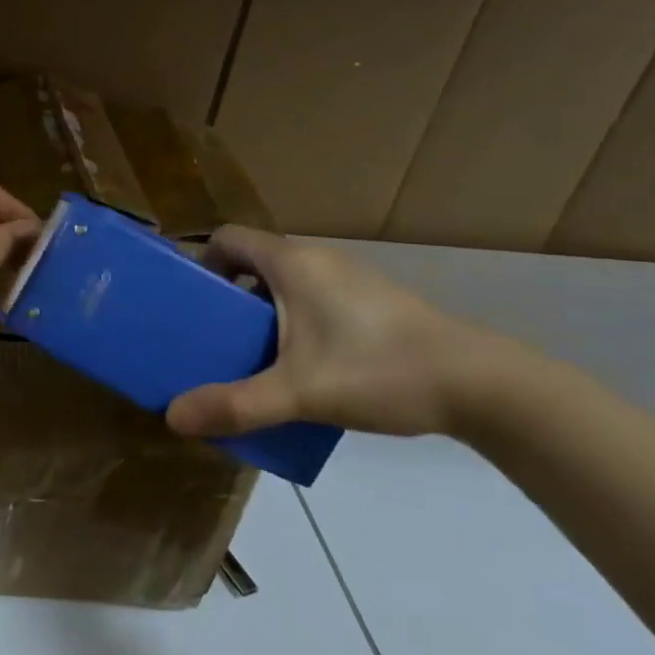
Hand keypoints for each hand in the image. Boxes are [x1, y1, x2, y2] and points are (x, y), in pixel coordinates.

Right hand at [165, 226, 521, 440]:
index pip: (227, 238)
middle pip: (252, 263)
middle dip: (227, 299)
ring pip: (284, 285)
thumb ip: (235, 404)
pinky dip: (294, 324)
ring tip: (252, 360)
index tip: (193, 304)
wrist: (482, 385)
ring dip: (261, 315)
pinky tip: (303, 370)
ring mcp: (349, 280)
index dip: (202, 263)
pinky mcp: (372, 303)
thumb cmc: (380, 369)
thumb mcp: (299, 392)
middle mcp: (317, 260)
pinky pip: (312, 301)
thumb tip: (172, 417)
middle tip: (214, 341)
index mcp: (292, 262)